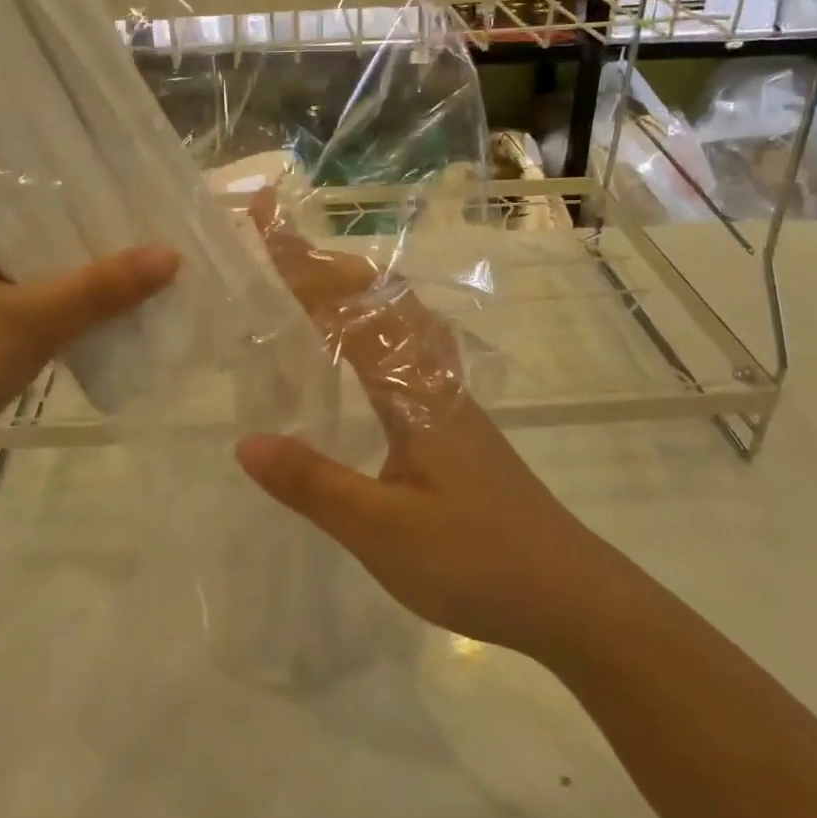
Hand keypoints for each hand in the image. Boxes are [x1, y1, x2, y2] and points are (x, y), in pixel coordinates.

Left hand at [0, 205, 178, 501]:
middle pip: (18, 238)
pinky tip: (79, 325)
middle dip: (74, 248)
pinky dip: (35, 320)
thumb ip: (101, 288)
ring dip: (57, 288)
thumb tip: (172, 255)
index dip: (74, 198)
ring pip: (10, 280)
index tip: (127, 201)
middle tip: (136, 241)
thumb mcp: (29, 321)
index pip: (15, 192)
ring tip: (121, 280)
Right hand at [236, 196, 604, 667]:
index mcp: (413, 389)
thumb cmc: (477, 561)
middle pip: (380, 296)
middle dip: (326, 264)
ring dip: (357, 288)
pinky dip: (379, 323)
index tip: (267, 221)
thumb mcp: (382, 531)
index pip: (349, 310)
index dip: (303, 265)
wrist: (571, 596)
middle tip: (280, 244)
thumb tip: (245, 442)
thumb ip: (313, 484)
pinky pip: (411, 346)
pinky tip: (368, 350)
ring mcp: (451, 396)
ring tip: (316, 280)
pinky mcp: (459, 420)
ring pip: (402, 317)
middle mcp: (434, 376)